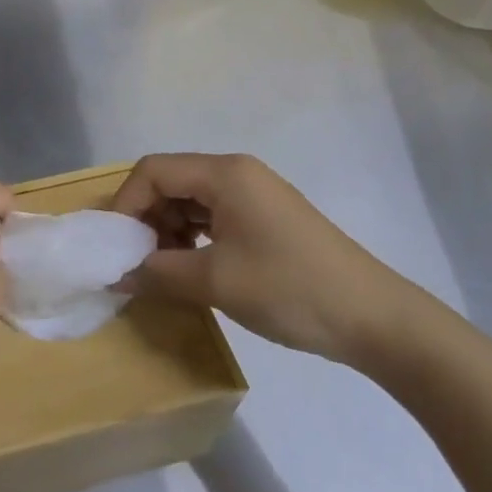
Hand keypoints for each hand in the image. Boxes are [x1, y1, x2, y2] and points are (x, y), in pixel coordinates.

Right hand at [111, 153, 408, 363]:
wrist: (377, 320)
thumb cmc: (289, 289)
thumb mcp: (215, 282)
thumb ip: (156, 272)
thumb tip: (114, 274)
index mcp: (224, 173)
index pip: (153, 171)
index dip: (126, 204)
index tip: (116, 246)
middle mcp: (237, 173)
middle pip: (170, 182)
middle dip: (146, 220)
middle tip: (137, 262)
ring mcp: (255, 195)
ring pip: (190, 201)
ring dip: (168, 232)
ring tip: (164, 271)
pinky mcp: (266, 219)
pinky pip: (214, 217)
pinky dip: (193, 239)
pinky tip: (193, 269)